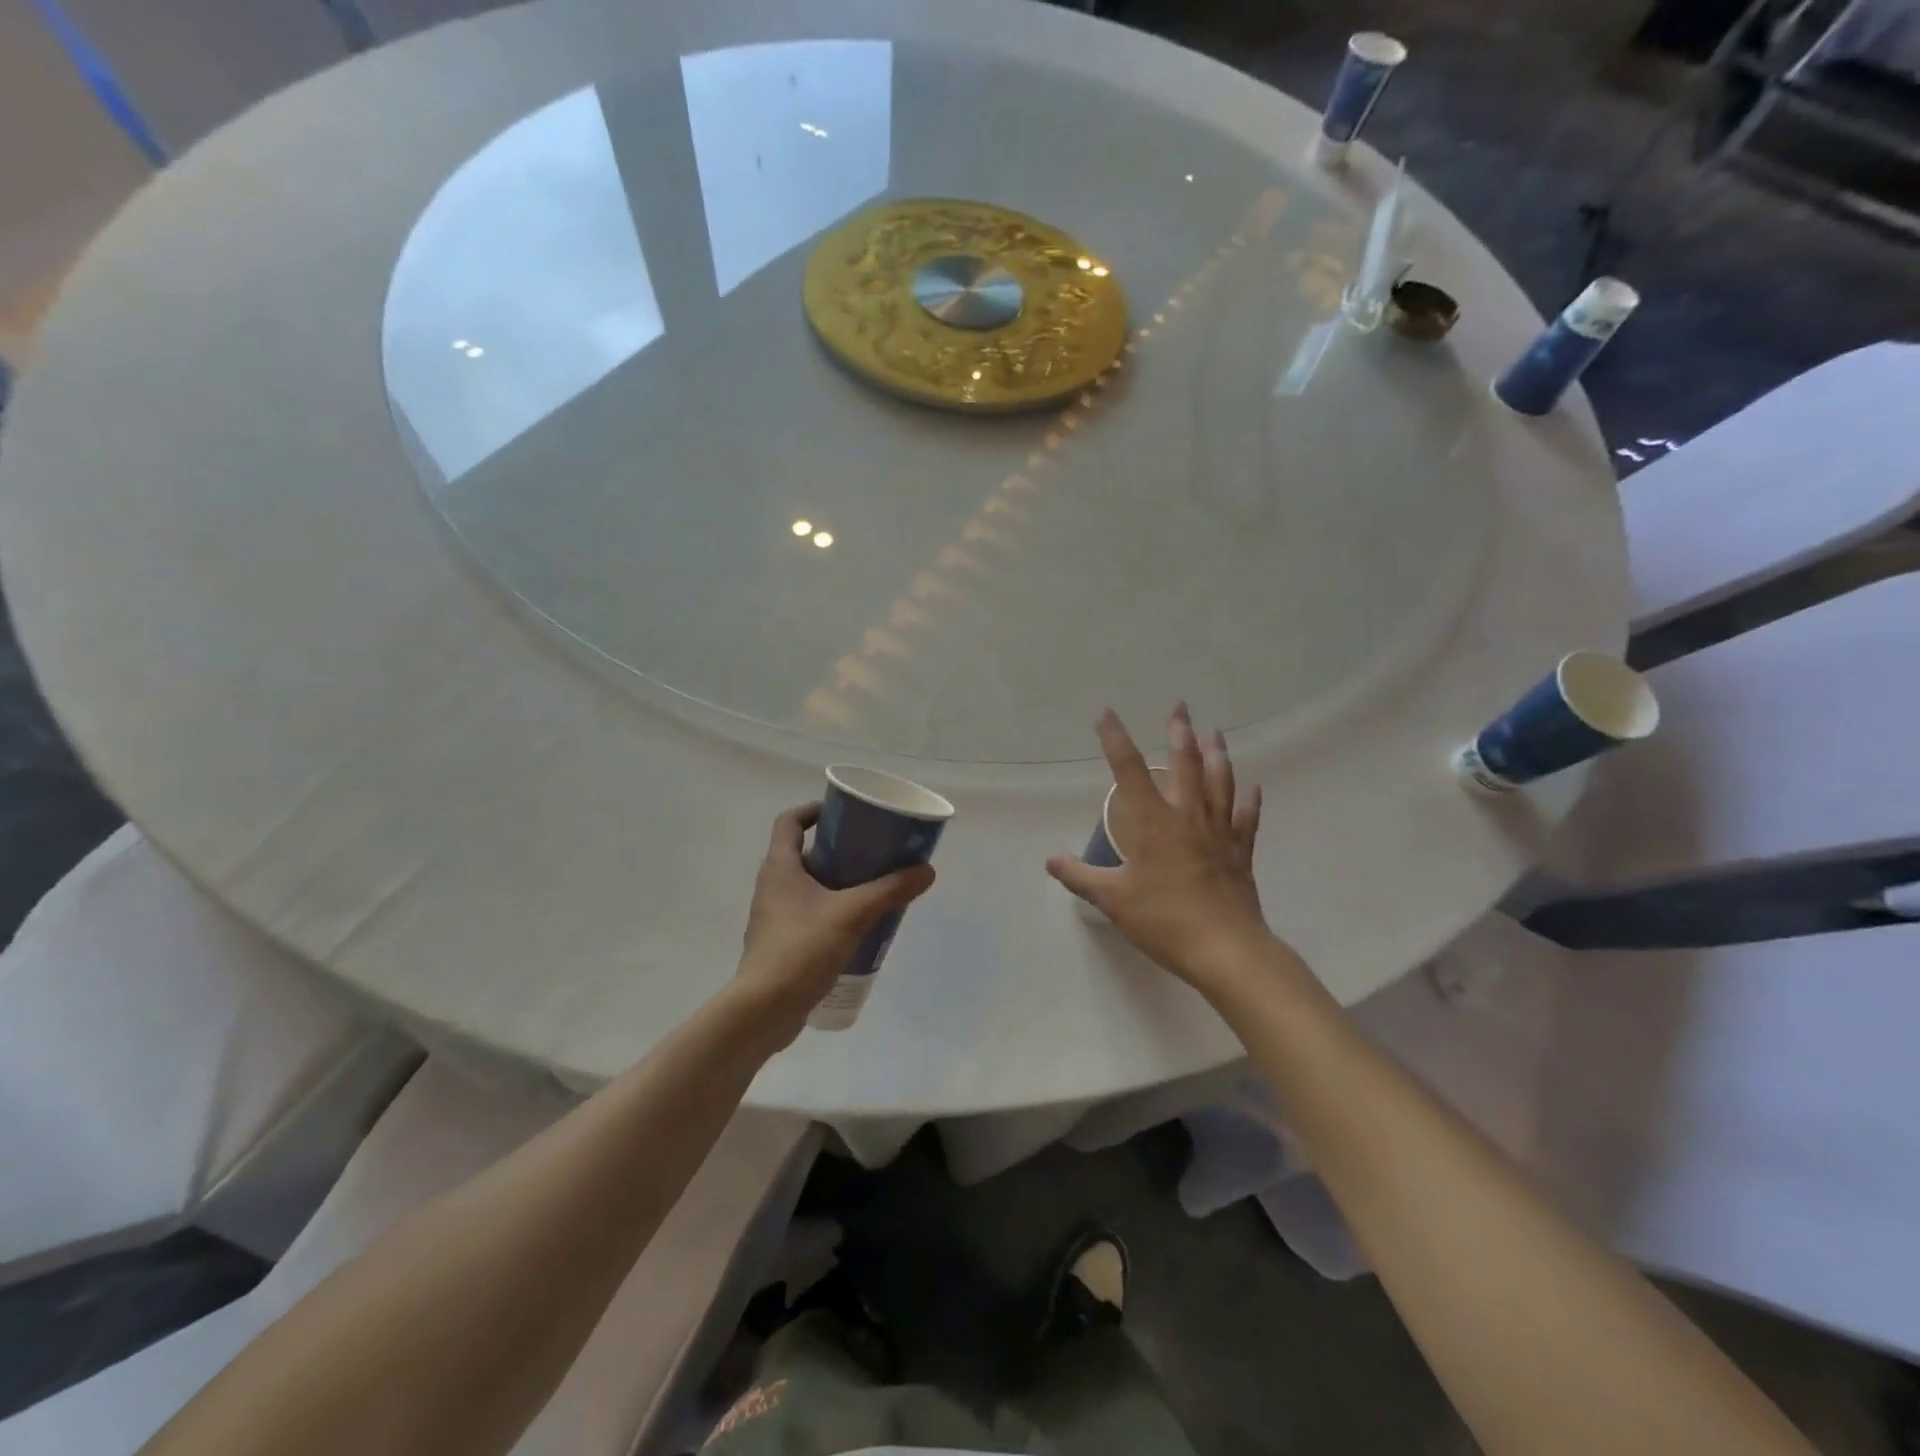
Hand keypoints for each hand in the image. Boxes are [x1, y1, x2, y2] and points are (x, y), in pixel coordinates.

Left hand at [734, 803, 935, 1045]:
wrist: (764, 1009)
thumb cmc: (801, 948)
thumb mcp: (852, 914)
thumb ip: (890, 890)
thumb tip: (927, 870)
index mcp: (780, 867)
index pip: (790, 821)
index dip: (814, 809)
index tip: (844, 812)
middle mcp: (773, 885)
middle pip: (804, 853)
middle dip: (838, 849)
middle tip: (872, 851)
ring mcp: (774, 916)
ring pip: (809, 885)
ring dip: (838, 881)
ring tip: (873, 886)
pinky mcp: (781, 942)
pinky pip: (809, 913)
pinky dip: (832, 909)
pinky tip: (860, 924)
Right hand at [1047, 705, 1273, 996]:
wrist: (1225, 948)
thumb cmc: (1164, 920)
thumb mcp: (1113, 900)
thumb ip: (1081, 877)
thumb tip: (1050, 860)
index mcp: (1153, 823)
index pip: (1129, 770)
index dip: (1115, 739)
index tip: (1106, 713)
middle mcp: (1187, 817)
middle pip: (1185, 764)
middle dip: (1180, 732)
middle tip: (1180, 706)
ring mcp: (1219, 832)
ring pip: (1219, 783)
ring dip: (1218, 754)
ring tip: (1216, 732)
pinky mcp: (1240, 852)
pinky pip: (1246, 819)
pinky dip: (1249, 801)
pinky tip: (1253, 788)